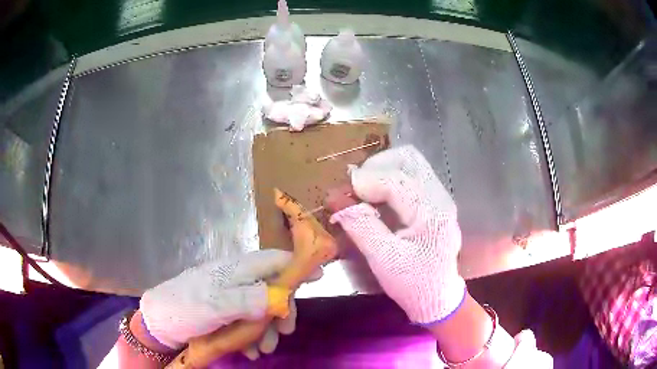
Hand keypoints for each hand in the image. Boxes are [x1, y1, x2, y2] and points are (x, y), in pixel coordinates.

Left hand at [140, 250, 313, 356]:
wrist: (158, 322)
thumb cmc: (184, 309)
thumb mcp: (214, 306)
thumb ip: (246, 299)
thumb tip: (280, 295)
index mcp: (236, 270)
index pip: (274, 260)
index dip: (297, 265)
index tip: (319, 276)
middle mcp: (237, 278)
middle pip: (273, 287)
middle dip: (281, 311)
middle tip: (286, 333)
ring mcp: (231, 294)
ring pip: (262, 307)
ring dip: (267, 329)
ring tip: (263, 350)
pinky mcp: (226, 309)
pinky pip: (248, 319)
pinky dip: (253, 334)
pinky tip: (249, 350)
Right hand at [327, 145, 465, 323]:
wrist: (439, 298)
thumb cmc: (414, 284)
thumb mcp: (384, 260)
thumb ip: (362, 227)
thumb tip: (337, 201)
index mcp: (432, 211)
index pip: (395, 180)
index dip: (364, 182)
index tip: (340, 195)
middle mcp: (439, 196)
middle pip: (408, 158)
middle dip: (375, 166)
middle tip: (355, 188)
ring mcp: (439, 197)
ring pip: (410, 163)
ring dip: (382, 170)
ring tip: (362, 191)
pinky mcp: (433, 202)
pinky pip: (410, 176)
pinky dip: (389, 179)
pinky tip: (375, 197)